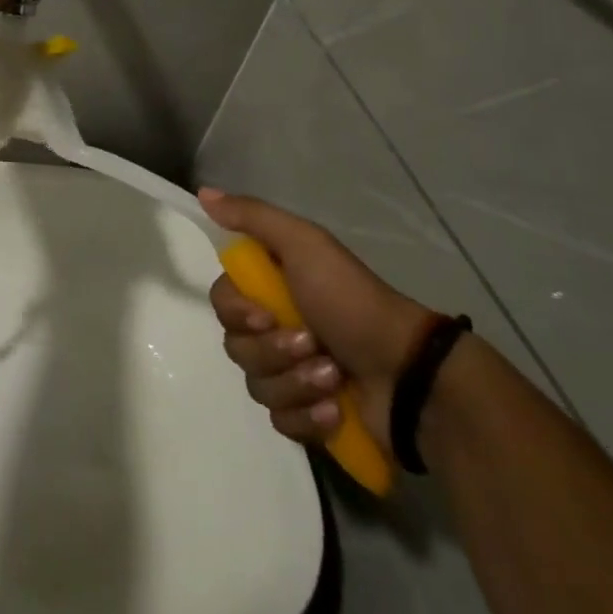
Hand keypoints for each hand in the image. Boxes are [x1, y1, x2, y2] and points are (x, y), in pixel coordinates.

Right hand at [201, 189, 434, 454]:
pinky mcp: (309, 416)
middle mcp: (276, 328)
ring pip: (257, 386)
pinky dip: (307, 416)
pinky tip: (334, 408)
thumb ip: (253, 217)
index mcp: (271, 289)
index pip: (222, 302)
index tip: (267, 314)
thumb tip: (203, 192)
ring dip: (296, 382)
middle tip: (313, 343)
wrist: (409, 375)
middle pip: (236, 346)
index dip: (237, 312)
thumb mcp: (305, 244)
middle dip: (273, 350)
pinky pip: (280, 421)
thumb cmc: (352, 302)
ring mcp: (292, 374)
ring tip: (333, 377)